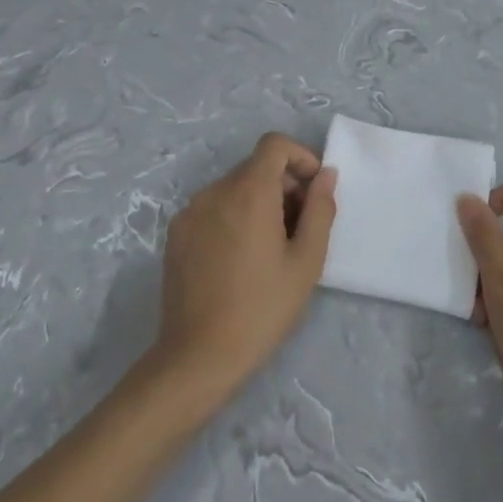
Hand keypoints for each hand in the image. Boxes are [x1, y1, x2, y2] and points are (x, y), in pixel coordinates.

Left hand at [151, 133, 336, 405]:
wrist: (198, 356)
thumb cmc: (262, 308)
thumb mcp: (307, 261)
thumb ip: (320, 209)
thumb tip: (325, 175)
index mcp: (249, 192)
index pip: (274, 145)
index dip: (300, 158)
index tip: (314, 190)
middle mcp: (215, 192)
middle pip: (256, 167)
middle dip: (284, 185)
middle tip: (301, 227)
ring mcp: (190, 212)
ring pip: (234, 188)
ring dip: (260, 202)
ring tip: (273, 247)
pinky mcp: (176, 234)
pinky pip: (214, 208)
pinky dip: (235, 216)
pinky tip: (242, 259)